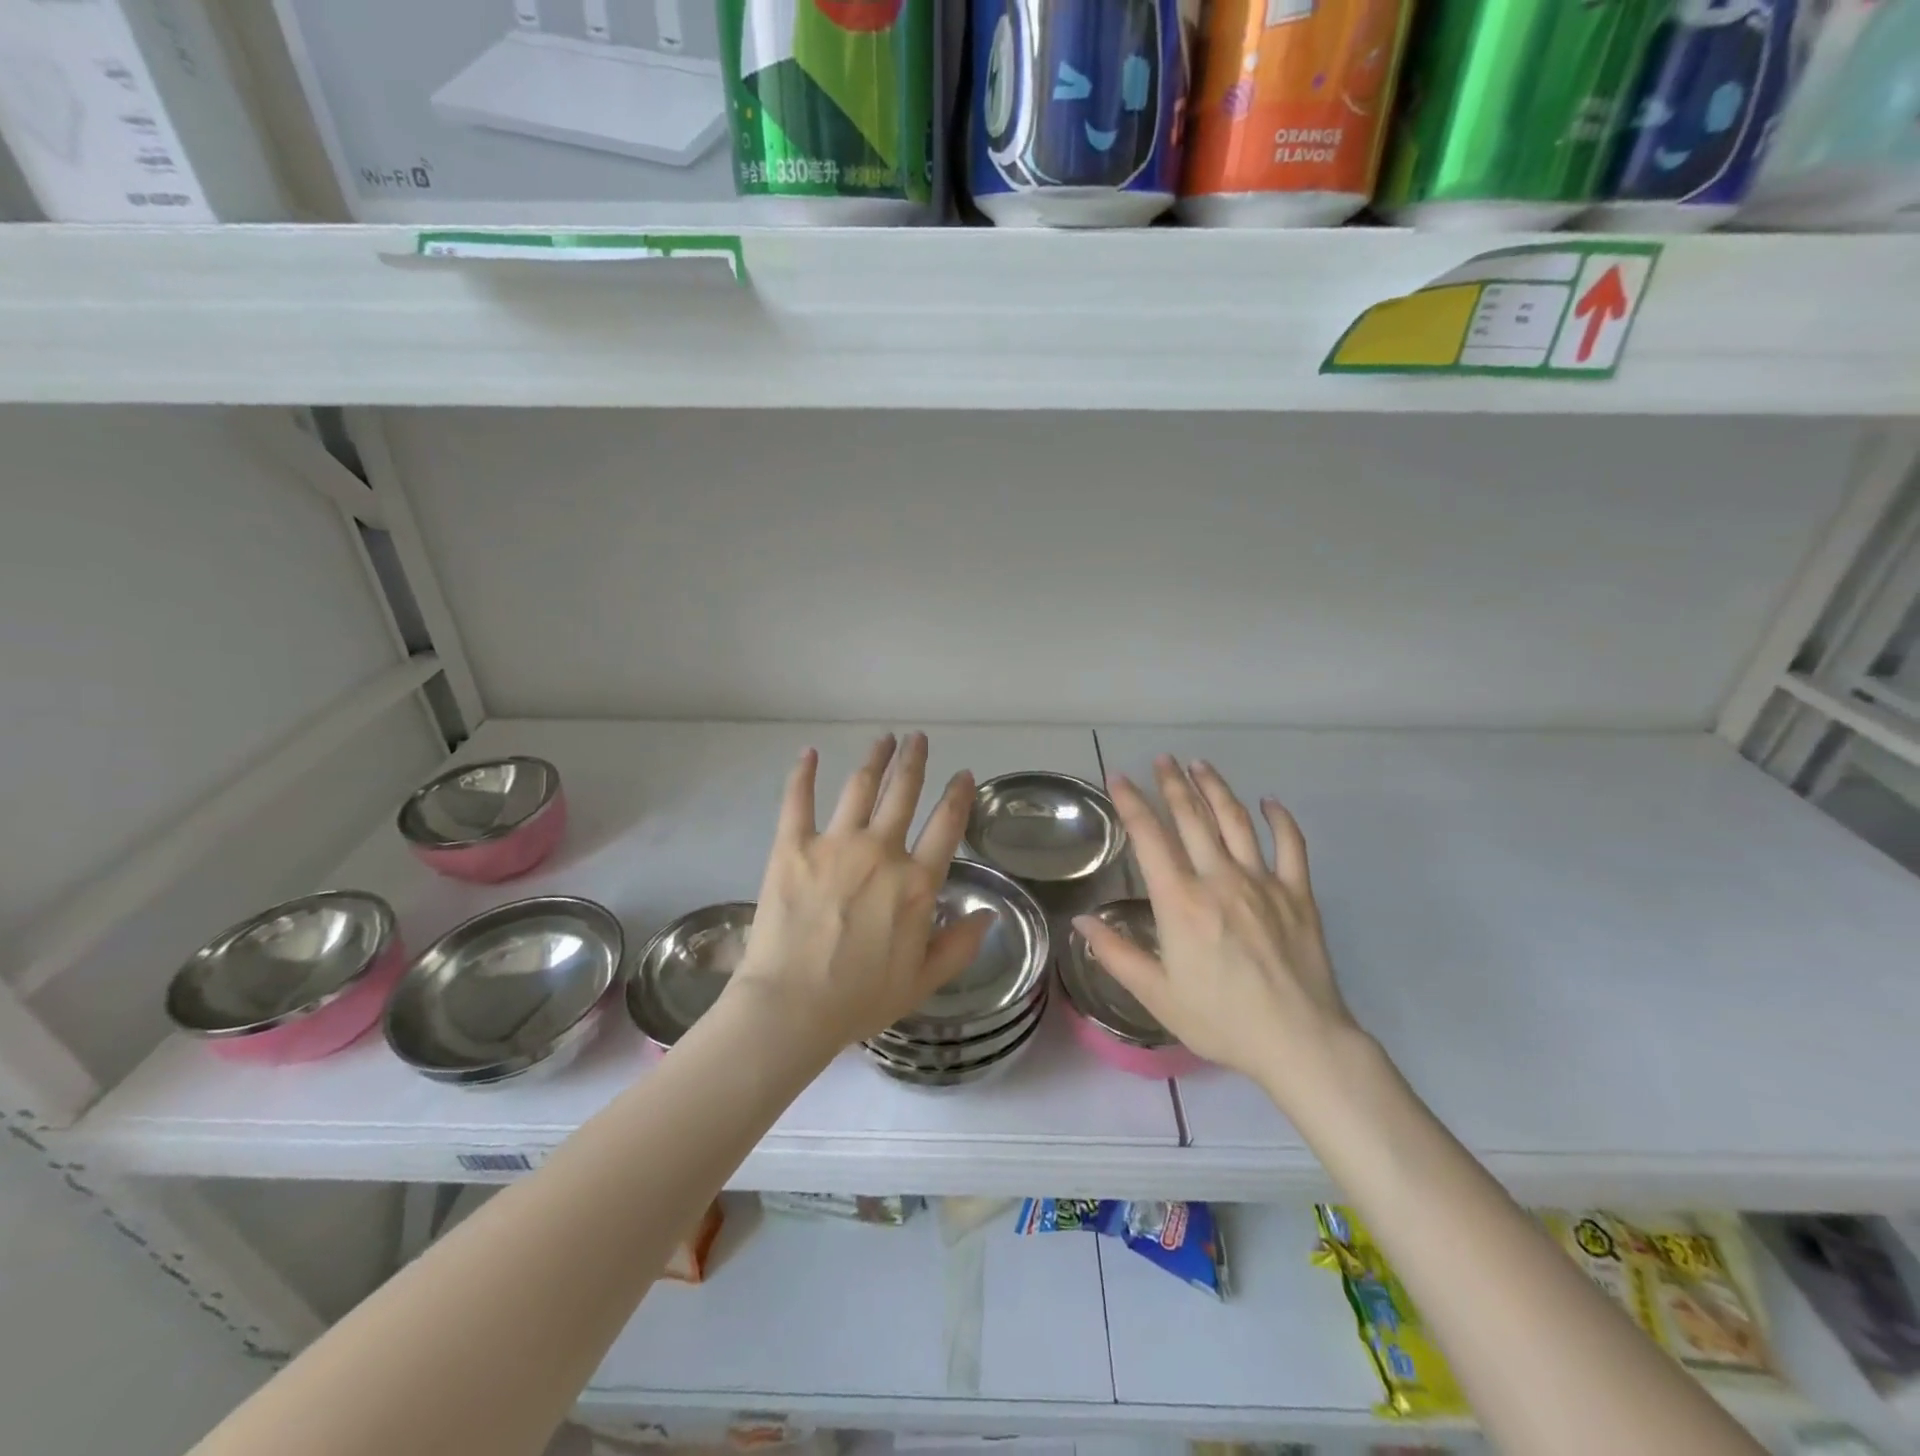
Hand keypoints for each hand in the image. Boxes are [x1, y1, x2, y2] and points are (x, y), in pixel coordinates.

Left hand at [726, 733, 991, 1054]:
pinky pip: (799, 800)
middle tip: (917, 738)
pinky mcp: (793, 846)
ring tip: (884, 739)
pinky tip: (809, 753)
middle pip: (903, 792)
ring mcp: (835, 844)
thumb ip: (959, 946)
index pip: (946, 825)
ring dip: (875, 759)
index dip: (958, 795)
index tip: (962, 775)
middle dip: (914, 761)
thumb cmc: (859, 999)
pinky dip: (804, 773)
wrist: (791, 1007)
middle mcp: (881, 852)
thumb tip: (988, 916)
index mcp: (916, 883)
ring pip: (861, 786)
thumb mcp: (923, 981)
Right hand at [1075, 756, 1367, 1102]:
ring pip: (1236, 821)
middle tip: (1162, 759)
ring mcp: (1263, 882)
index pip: (1150, 838)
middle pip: (1193, 818)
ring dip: (1216, 789)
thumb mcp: (1157, 995)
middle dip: (1173, 784)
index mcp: (1181, 902)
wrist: (1299, 1042)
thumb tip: (1081, 920)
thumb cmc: (1221, 1020)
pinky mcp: (1298, 894)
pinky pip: (1291, 845)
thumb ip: (1116, 954)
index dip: (1132, 803)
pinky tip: (1269, 802)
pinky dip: (1280, 819)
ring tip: (1200, 765)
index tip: (1120, 778)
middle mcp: (1220, 879)